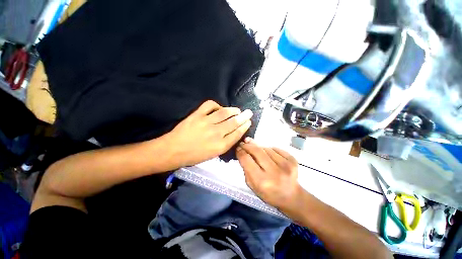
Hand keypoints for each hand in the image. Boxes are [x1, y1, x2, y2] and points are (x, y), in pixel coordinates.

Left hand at [167, 100, 251, 166]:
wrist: (174, 150)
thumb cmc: (192, 157)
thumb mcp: (211, 156)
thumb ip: (222, 145)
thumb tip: (229, 135)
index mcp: (220, 146)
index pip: (236, 134)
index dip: (244, 127)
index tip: (248, 122)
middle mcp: (216, 133)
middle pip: (233, 122)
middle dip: (243, 117)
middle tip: (248, 113)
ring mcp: (207, 122)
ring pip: (224, 113)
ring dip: (233, 110)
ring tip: (237, 109)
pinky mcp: (197, 115)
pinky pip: (210, 105)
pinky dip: (216, 105)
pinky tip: (218, 107)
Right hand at [236, 137, 300, 210]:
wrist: (290, 196)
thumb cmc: (269, 194)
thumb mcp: (253, 187)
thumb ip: (247, 171)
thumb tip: (243, 153)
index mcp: (261, 181)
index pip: (247, 160)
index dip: (241, 152)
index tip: (238, 148)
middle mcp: (274, 172)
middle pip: (257, 151)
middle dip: (249, 145)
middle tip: (244, 142)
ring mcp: (285, 165)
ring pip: (267, 149)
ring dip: (260, 148)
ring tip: (257, 150)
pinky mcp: (292, 160)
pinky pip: (277, 149)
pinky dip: (271, 150)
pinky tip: (269, 154)